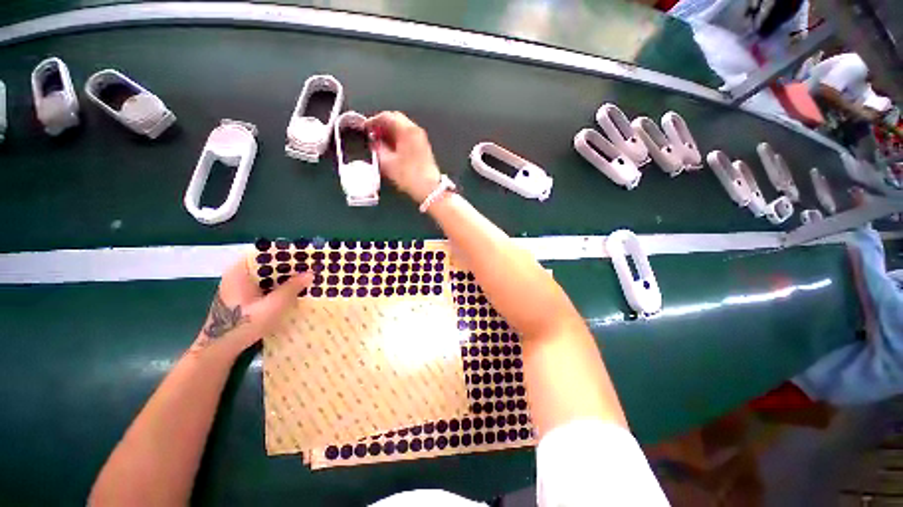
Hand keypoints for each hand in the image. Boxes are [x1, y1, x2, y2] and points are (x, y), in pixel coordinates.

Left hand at [191, 258, 312, 356]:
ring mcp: (239, 286)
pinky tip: (293, 292)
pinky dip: (278, 287)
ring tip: (307, 279)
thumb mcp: (274, 305)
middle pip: (268, 265)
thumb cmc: (245, 324)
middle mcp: (238, 274)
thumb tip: (311, 273)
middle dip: (289, 267)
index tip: (307, 256)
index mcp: (240, 270)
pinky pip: (264, 286)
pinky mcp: (242, 297)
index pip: (267, 253)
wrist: (220, 349)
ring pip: (267, 276)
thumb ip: (292, 287)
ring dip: (285, 278)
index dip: (287, 253)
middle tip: (311, 268)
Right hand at [365, 111, 441, 202]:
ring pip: (403, 128)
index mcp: (407, 130)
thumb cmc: (409, 176)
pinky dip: (399, 139)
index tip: (365, 128)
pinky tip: (392, 149)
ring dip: (391, 132)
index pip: (387, 116)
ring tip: (380, 142)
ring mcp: (421, 139)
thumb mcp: (388, 162)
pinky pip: (409, 137)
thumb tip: (374, 143)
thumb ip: (378, 148)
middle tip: (373, 134)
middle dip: (382, 125)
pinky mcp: (424, 148)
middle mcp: (416, 131)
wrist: (429, 189)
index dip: (373, 120)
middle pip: (396, 119)